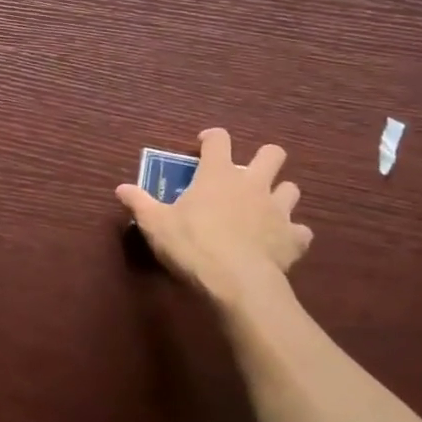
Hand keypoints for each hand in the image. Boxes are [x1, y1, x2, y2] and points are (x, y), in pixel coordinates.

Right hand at [116, 128, 312, 304]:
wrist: (236, 282)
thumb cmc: (192, 244)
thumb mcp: (155, 224)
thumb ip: (139, 202)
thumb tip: (120, 188)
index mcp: (218, 173)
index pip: (219, 139)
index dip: (212, 138)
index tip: (203, 146)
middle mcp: (253, 183)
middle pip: (272, 154)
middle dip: (264, 159)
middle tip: (246, 175)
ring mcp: (277, 210)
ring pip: (291, 189)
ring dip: (280, 195)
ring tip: (265, 209)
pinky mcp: (293, 238)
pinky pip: (301, 231)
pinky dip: (292, 235)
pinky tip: (281, 244)